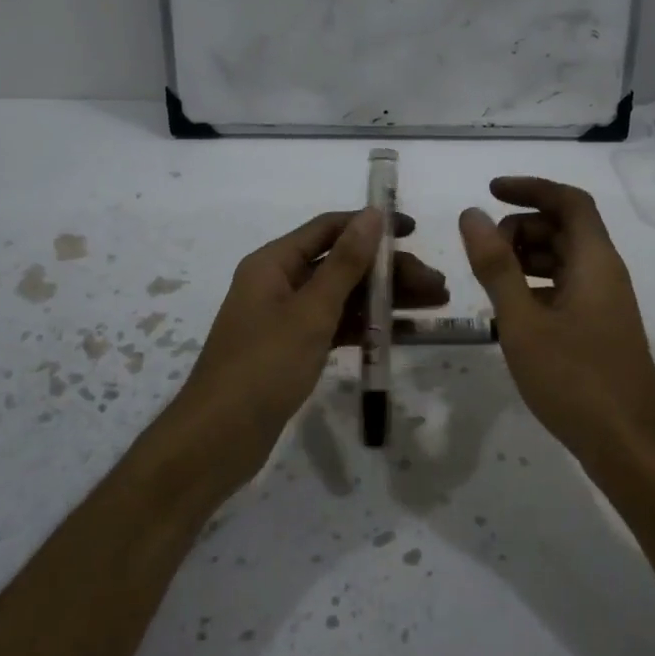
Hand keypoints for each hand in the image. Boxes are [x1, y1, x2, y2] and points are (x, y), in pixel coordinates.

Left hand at [169, 208, 448, 495]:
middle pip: (342, 264)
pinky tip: (404, 333)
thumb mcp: (310, 312)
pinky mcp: (293, 350)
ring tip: (434, 306)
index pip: (330, 229)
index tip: (415, 232)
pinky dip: (368, 328)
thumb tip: (373, 216)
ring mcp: (286, 318)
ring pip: (344, 297)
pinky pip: (337, 327)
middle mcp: (279, 283)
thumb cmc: (263, 367)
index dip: (372, 226)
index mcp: (274, 263)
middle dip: (390, 272)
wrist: (218, 439)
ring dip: (386, 299)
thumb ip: (345, 263)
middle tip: (437, 287)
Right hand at [459, 177, 654, 473]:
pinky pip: (566, 287)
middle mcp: (606, 273)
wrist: (629, 447)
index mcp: (595, 261)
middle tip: (483, 252)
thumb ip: (495, 266)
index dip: (530, 188)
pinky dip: (536, 285)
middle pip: (565, 228)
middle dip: (522, 227)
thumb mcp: (522, 321)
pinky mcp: (600, 327)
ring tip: (489, 280)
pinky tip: (510, 311)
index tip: (490, 192)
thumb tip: (471, 215)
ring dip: (526, 257)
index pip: (569, 201)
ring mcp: (605, 302)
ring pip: (564, 259)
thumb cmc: (574, 380)